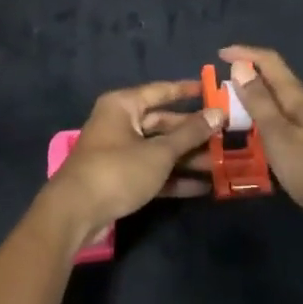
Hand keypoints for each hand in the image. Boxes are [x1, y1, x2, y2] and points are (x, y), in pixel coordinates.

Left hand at [34, 80, 223, 251]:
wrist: (76, 212)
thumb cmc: (118, 170)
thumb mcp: (159, 152)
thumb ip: (190, 133)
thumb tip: (218, 113)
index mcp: (123, 105)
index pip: (160, 91)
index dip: (187, 91)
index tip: (212, 91)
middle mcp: (120, 123)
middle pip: (163, 123)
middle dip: (194, 133)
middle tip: (226, 136)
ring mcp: (119, 152)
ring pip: (160, 150)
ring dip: (188, 158)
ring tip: (222, 165)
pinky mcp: (121, 178)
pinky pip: (152, 171)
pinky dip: (174, 178)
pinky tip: (203, 187)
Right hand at [220, 46, 302, 238]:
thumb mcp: (279, 135)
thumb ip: (259, 102)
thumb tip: (240, 66)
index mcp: (297, 98)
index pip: (270, 62)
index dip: (244, 53)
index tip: (219, 55)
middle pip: (274, 81)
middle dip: (246, 78)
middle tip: (218, 92)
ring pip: (278, 104)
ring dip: (254, 103)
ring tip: (230, 116)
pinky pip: (283, 125)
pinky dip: (265, 125)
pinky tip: (257, 142)